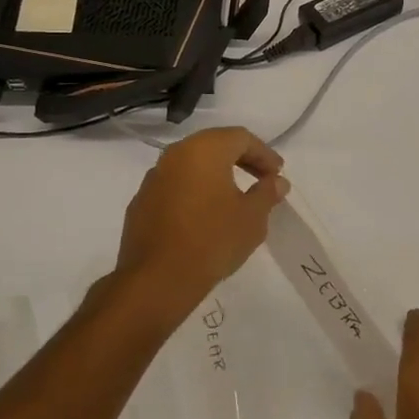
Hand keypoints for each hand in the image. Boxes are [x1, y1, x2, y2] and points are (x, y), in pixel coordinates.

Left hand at [113, 127, 287, 322]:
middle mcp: (175, 155)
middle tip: (261, 180)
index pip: (241, 138)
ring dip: (216, 176)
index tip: (278, 175)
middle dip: (241, 160)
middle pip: (214, 146)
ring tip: (234, 198)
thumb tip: (277, 181)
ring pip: (192, 166)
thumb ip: (267, 193)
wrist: (157, 280)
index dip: (264, 154)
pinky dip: (194, 192)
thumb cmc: (212, 240)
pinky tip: (205, 216)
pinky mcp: (140, 203)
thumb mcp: (252, 217)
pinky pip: (175, 187)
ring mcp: (153, 178)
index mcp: (204, 150)